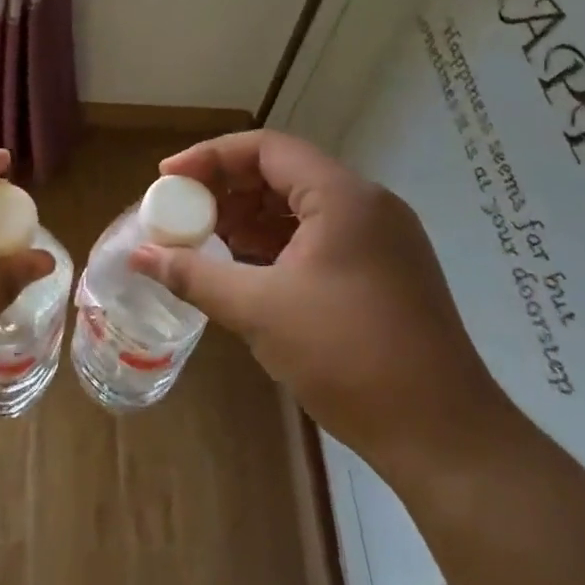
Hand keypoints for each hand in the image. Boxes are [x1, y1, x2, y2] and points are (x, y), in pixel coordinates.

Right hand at [129, 130, 516, 489]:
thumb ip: (194, 275)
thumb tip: (140, 256)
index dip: (210, 157)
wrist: (444, 436)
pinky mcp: (385, 270)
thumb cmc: (347, 356)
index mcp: (342, 197)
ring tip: (206, 241)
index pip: (265, 148)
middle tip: (183, 213)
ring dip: (250, 217)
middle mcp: (366, 205)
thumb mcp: (259, 310)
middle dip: (227, 189)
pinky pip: (319, 236)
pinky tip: (246, 268)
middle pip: (283, 171)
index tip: (167, 178)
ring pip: (301, 205)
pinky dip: (278, 243)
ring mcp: (381, 238)